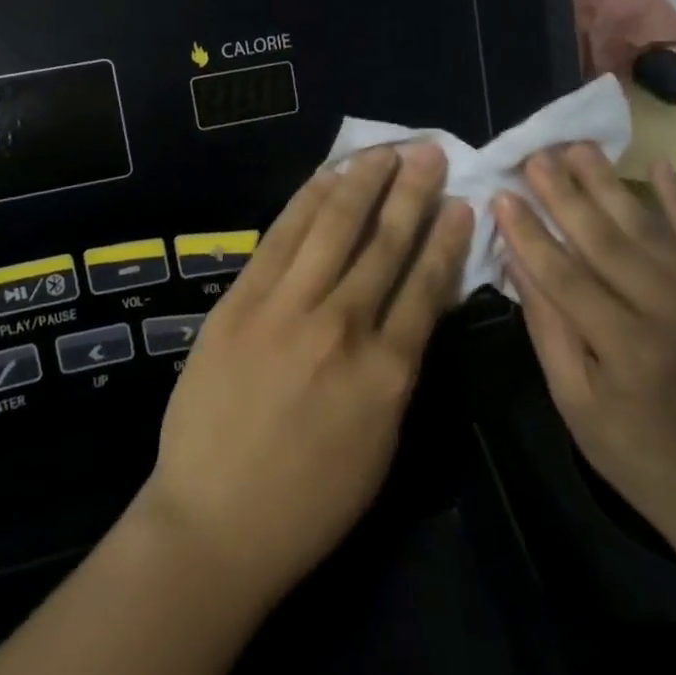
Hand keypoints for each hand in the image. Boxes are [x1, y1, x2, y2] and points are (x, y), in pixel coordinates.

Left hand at [135, 143, 473, 605]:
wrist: (214, 523)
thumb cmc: (309, 502)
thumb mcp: (381, 443)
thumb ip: (399, 369)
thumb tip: (414, 308)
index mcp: (388, 372)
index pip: (427, 285)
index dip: (446, 238)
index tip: (460, 202)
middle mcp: (343, 326)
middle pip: (384, 243)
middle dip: (411, 192)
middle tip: (429, 150)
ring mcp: (287, 308)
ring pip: (333, 227)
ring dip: (363, 183)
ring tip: (384, 150)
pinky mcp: (241, 301)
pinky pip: (280, 238)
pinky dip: (307, 202)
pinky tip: (326, 178)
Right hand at [494, 146, 675, 543]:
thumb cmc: (638, 454)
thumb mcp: (576, 403)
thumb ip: (548, 328)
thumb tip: (518, 261)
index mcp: (626, 349)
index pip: (564, 275)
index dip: (528, 233)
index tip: (501, 195)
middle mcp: (670, 312)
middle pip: (604, 239)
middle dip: (563, 194)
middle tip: (535, 154)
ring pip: (646, 227)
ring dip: (609, 184)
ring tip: (578, 147)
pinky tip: (661, 165)